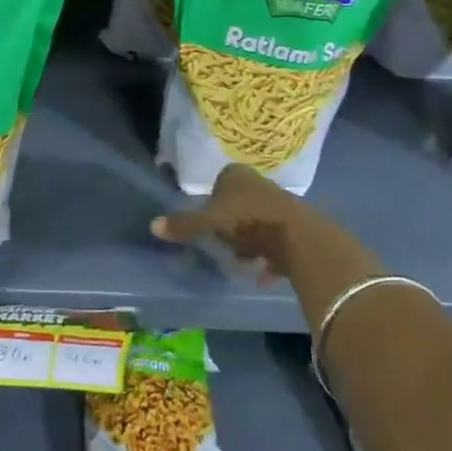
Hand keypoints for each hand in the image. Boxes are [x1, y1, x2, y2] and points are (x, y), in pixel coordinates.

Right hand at [150, 164, 323, 284]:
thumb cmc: (248, 220)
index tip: (210, 224)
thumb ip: (184, 224)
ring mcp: (281, 204)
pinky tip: (263, 275)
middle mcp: (259, 184)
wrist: (299, 237)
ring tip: (245, 262)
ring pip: (258, 222)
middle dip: (232, 225)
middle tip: (226, 244)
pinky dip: (269, 258)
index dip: (213, 203)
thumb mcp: (209, 222)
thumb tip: (153, 225)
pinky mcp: (297, 226)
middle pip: (240, 203)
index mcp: (237, 175)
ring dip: (251, 243)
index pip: (220, 182)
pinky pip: (276, 241)